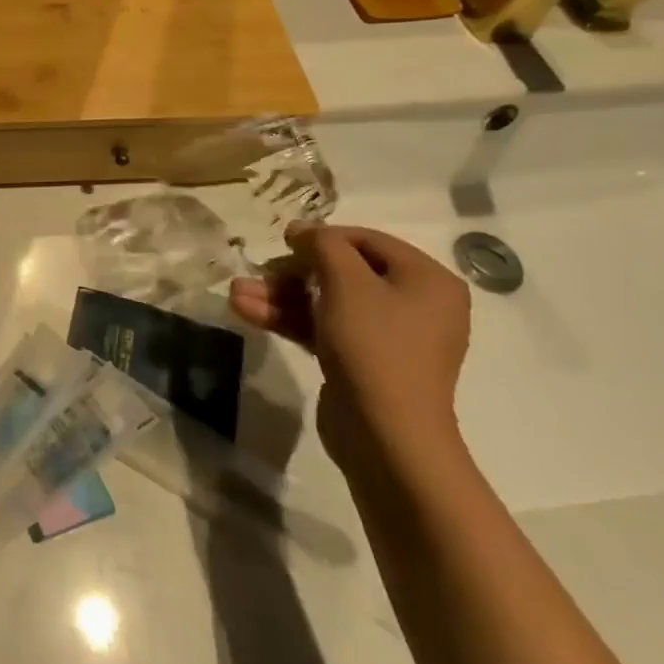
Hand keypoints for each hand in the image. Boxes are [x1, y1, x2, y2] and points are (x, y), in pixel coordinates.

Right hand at [230, 223, 470, 471]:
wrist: (386, 434)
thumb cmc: (374, 346)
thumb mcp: (347, 283)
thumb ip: (323, 245)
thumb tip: (303, 229)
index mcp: (427, 280)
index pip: (367, 241)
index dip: (321, 236)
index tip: (281, 241)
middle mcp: (414, 304)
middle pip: (343, 273)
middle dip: (291, 273)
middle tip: (256, 273)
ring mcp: (388, 336)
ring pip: (326, 302)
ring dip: (280, 296)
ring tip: (236, 294)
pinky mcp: (363, 362)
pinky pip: (324, 328)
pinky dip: (289, 319)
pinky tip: (247, 312)